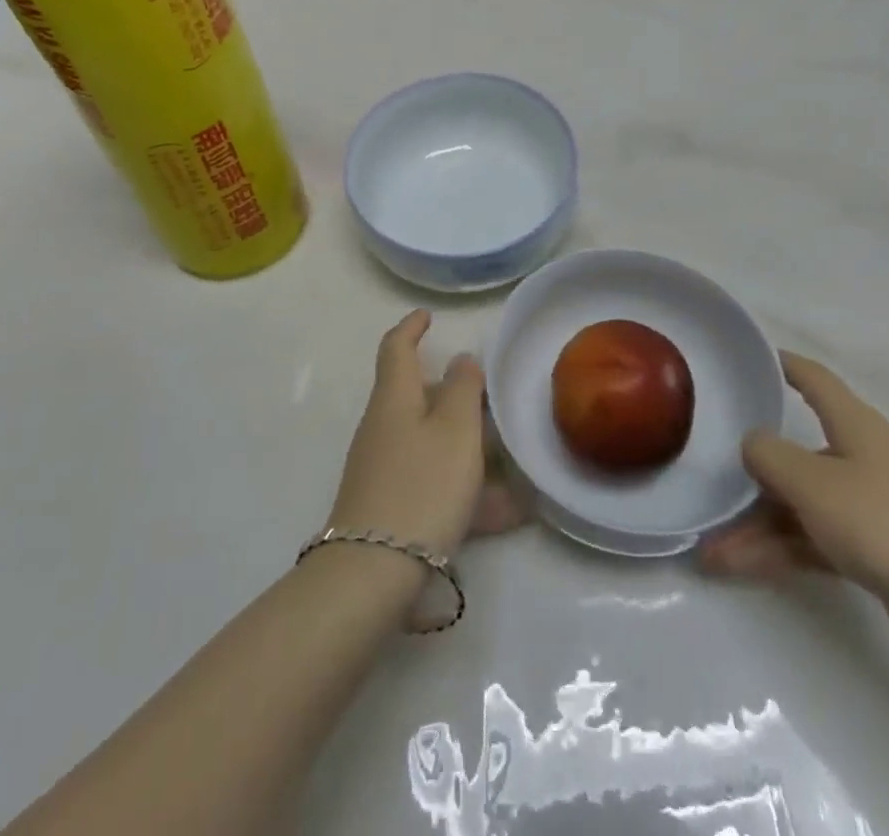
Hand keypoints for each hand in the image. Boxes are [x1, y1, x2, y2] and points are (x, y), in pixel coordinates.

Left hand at [327, 311, 527, 559]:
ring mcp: (384, 469)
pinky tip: (510, 515)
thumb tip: (461, 361)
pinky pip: (436, 485)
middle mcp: (384, 427)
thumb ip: (463, 389)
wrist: (374, 573)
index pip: (396, 347)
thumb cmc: (421, 484)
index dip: (411, 327)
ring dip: (470, 450)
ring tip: (515, 467)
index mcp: (395, 398)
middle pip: (417, 397)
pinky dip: (468, 492)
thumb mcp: (456, 430)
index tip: (427, 316)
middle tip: (489, 399)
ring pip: (433, 445)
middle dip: (453, 396)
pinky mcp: (391, 507)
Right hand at [699, 352, 888, 639]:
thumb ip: (769, 455)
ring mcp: (864, 505)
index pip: (813, 379)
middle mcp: (858, 457)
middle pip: (794, 452)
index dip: (782, 364)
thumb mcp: (812, 482)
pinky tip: (734, 566)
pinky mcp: (870, 550)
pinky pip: (809, 538)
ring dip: (754, 524)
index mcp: (853, 425)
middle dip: (749, 471)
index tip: (747, 358)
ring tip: (708, 548)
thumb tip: (751, 444)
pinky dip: (776, 549)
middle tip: (705, 475)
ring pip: (797, 504)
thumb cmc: (884, 523)